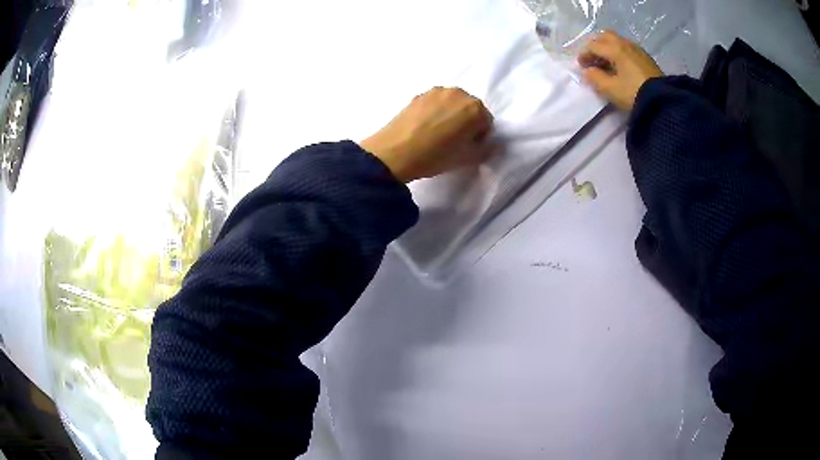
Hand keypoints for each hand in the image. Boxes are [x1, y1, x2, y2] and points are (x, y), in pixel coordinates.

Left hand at [360, 87, 496, 182]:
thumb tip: (489, 144)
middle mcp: (459, 93)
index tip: (467, 147)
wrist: (395, 152)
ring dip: (450, 114)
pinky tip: (424, 127)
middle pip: (470, 108)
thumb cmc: (436, 156)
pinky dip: (435, 111)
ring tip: (437, 133)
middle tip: (453, 140)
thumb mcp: (467, 159)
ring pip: (452, 103)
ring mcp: (437, 91)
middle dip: (466, 122)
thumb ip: (486, 149)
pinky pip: (435, 103)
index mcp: (476, 108)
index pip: (487, 122)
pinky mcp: (419, 94)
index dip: (479, 137)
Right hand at [578, 31, 663, 110]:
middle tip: (593, 60)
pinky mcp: (646, 58)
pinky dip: (619, 53)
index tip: (581, 66)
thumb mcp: (610, 89)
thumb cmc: (633, 94)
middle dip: (596, 46)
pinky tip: (620, 66)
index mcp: (614, 48)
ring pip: (617, 41)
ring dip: (608, 48)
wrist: (663, 102)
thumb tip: (587, 71)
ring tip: (606, 64)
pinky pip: (627, 48)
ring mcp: (637, 49)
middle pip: (605, 36)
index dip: (584, 54)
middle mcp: (625, 44)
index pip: (593, 45)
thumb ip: (594, 78)